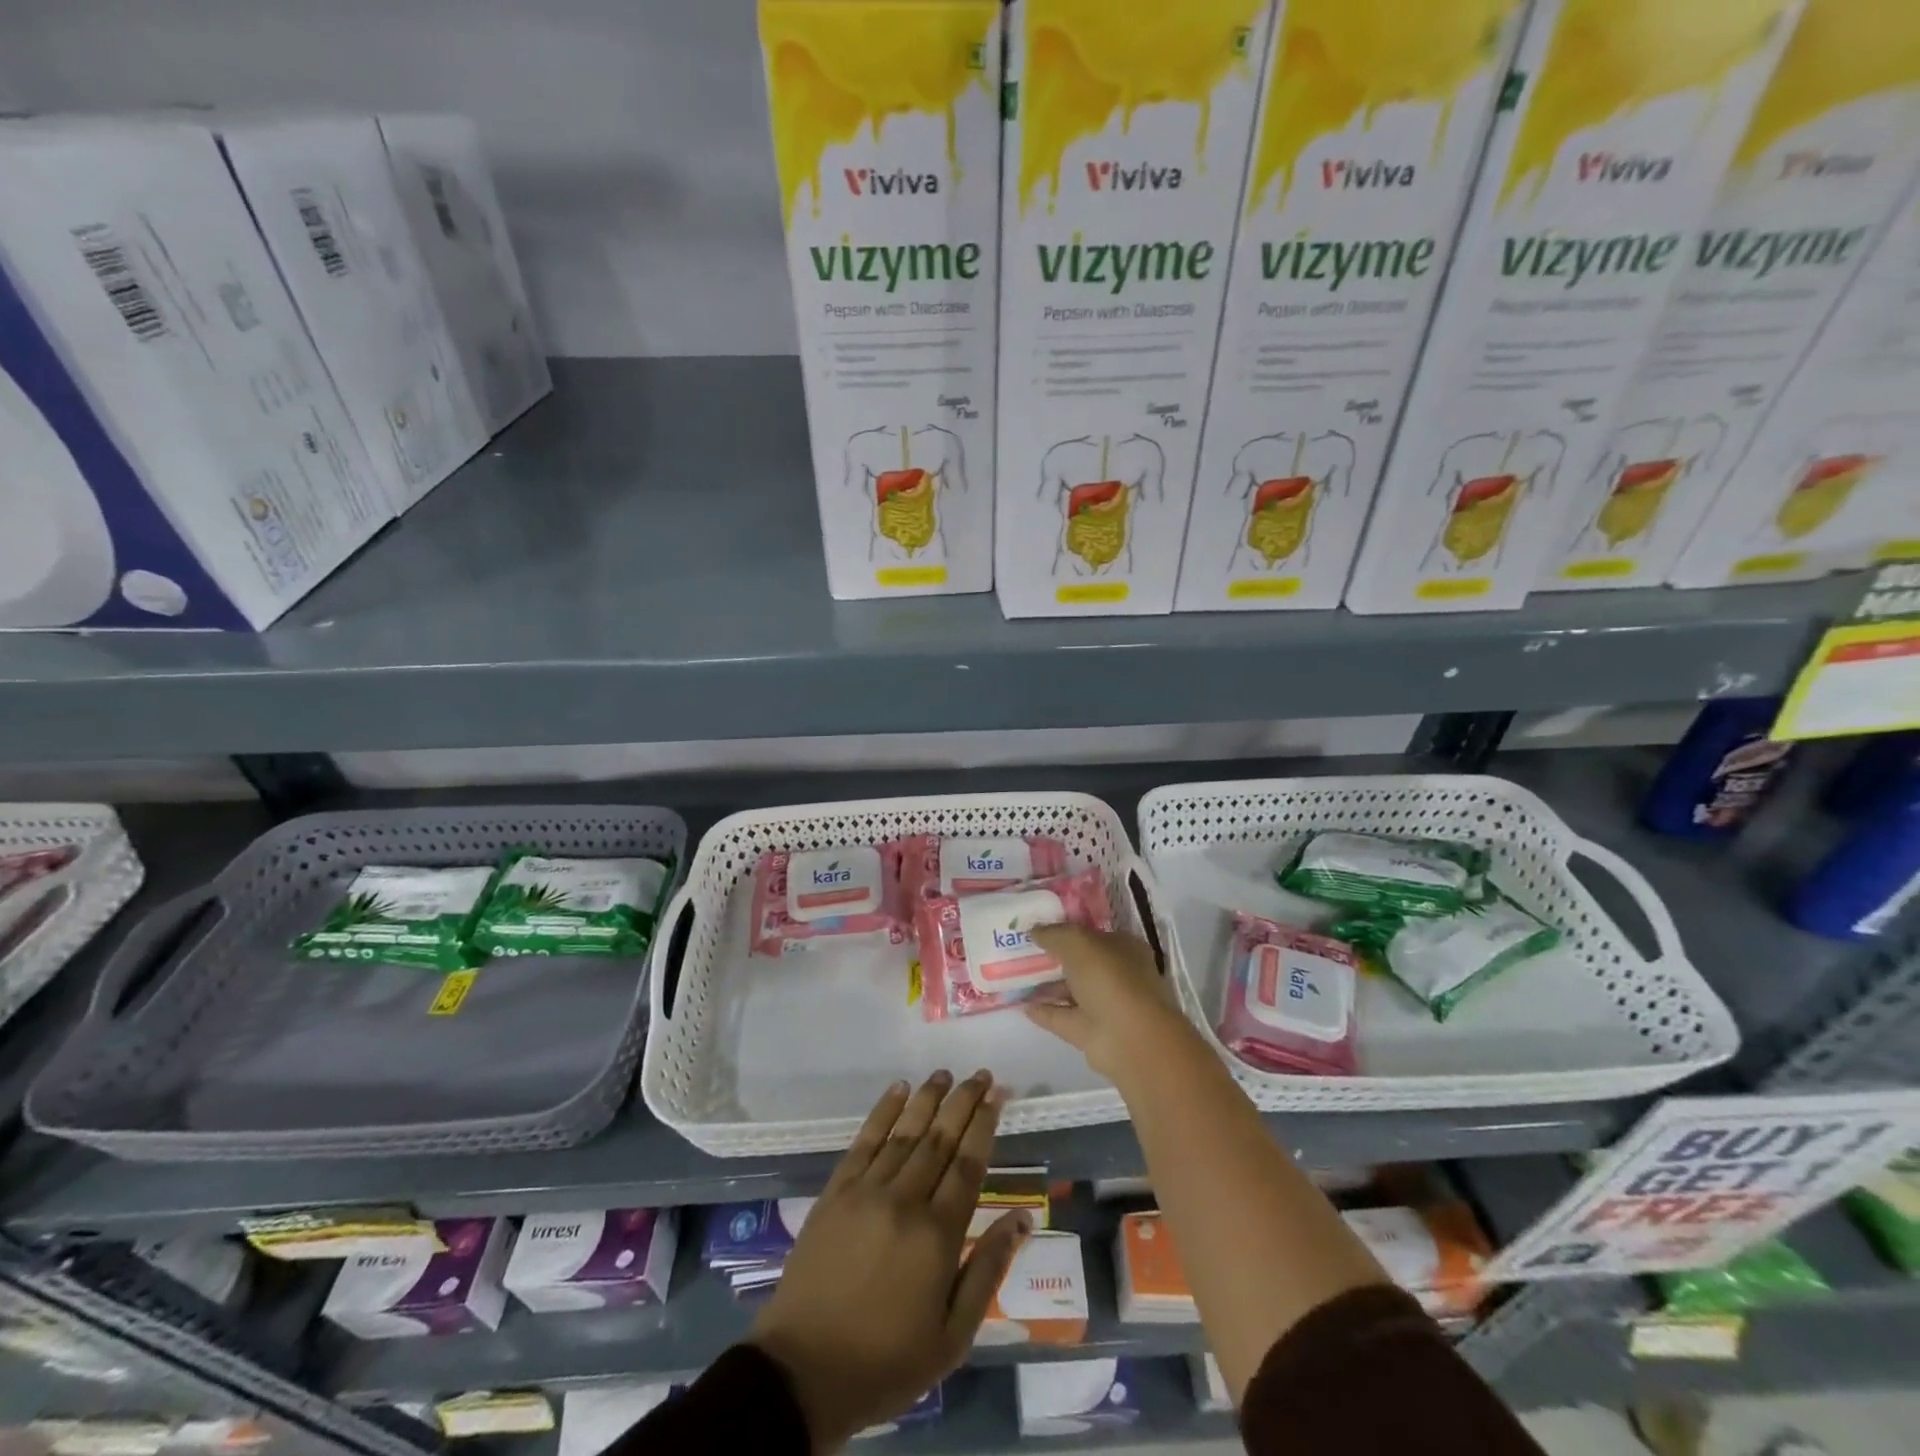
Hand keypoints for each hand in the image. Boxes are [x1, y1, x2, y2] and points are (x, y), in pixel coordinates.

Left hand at [748, 1071, 1030, 1451]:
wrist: (803, 1372)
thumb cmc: (886, 1361)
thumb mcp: (952, 1337)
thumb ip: (987, 1270)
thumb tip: (1020, 1218)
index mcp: (937, 1236)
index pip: (969, 1164)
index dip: (985, 1125)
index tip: (997, 1095)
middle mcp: (904, 1201)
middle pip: (940, 1139)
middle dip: (963, 1102)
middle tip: (981, 1074)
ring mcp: (866, 1191)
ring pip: (905, 1132)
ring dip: (928, 1099)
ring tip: (945, 1074)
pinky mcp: (836, 1192)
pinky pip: (865, 1141)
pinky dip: (883, 1112)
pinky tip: (898, 1089)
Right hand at [1024, 924, 1197, 1081]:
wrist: (1128, 1038)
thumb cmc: (1110, 978)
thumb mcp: (1078, 942)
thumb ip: (1054, 933)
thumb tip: (1034, 930)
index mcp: (1124, 948)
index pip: (1093, 934)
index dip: (1067, 928)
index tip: (1039, 925)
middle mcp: (1116, 975)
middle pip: (1080, 962)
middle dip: (1053, 956)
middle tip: (1021, 947)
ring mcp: (1103, 1005)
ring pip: (1070, 990)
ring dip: (1045, 984)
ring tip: (1014, 974)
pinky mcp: (1089, 1032)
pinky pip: (1060, 1015)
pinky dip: (1042, 1010)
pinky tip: (1020, 1003)